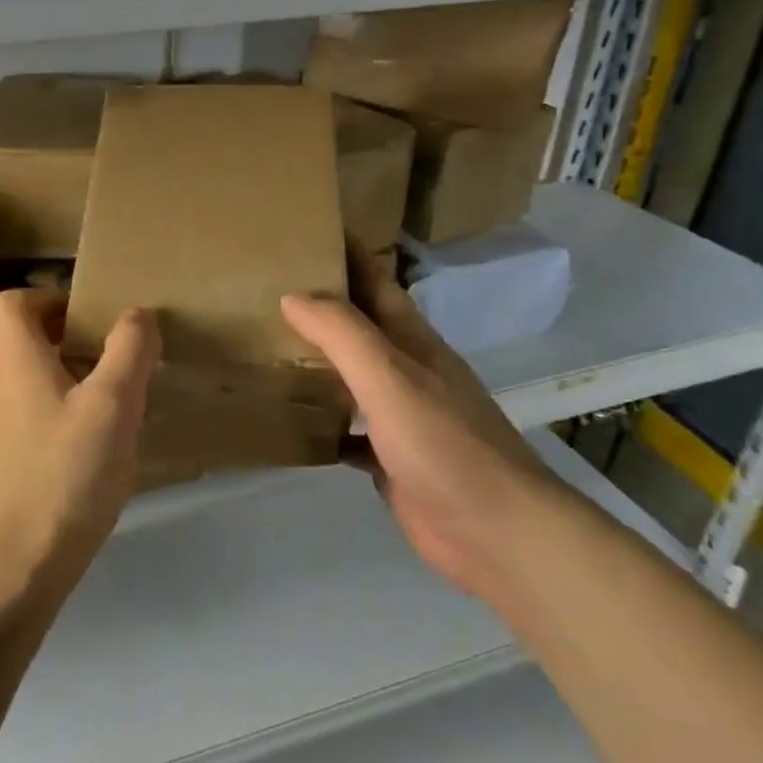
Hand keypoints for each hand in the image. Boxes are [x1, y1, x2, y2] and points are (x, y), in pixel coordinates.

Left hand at [0, 289, 160, 605]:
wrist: (18, 563)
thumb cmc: (66, 473)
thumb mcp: (113, 405)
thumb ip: (129, 350)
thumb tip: (138, 313)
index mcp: (13, 359)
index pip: (11, 301)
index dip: (49, 297)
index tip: (91, 316)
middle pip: (21, 338)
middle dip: (68, 336)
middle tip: (113, 355)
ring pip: (26, 377)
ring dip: (66, 374)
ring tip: (111, 398)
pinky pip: (27, 412)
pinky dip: (57, 409)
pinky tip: (91, 442)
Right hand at [280, 256, 557, 596]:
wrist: (497, 532)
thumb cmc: (445, 445)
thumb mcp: (391, 378)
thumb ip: (343, 334)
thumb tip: (293, 294)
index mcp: (412, 342)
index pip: (376, 283)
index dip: (346, 254)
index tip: (305, 230)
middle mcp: (407, 371)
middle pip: (360, 327)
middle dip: (321, 305)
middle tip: (265, 289)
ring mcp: (401, 416)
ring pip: (352, 376)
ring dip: (319, 362)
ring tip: (268, 348)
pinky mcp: (391, 459)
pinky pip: (350, 430)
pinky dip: (324, 422)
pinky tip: (294, 424)